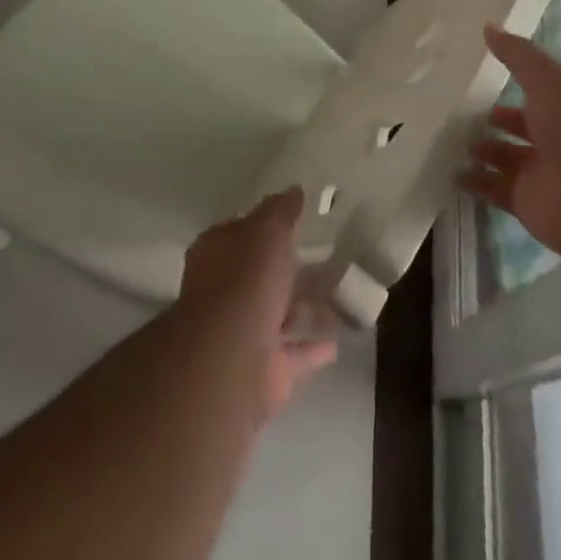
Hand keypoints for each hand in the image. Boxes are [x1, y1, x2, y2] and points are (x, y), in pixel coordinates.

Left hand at [177, 189, 337, 419]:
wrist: (230, 359)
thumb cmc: (245, 281)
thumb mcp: (267, 231)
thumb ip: (281, 211)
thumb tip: (294, 190)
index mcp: (218, 254)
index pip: (241, 232)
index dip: (266, 225)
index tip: (297, 220)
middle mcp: (225, 292)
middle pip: (262, 275)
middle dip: (290, 268)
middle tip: (328, 256)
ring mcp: (244, 332)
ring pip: (280, 313)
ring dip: (306, 307)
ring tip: (342, 294)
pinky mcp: (264, 369)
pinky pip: (294, 352)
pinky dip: (312, 347)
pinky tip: (338, 340)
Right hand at [461, 26, 560, 260]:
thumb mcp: (548, 78)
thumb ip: (517, 54)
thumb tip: (488, 26)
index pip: (543, 86)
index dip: (517, 77)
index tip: (482, 68)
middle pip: (522, 122)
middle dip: (495, 116)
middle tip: (457, 106)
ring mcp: (544, 170)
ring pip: (505, 155)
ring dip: (481, 148)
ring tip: (447, 135)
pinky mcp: (528, 202)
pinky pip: (495, 188)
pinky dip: (475, 182)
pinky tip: (450, 170)